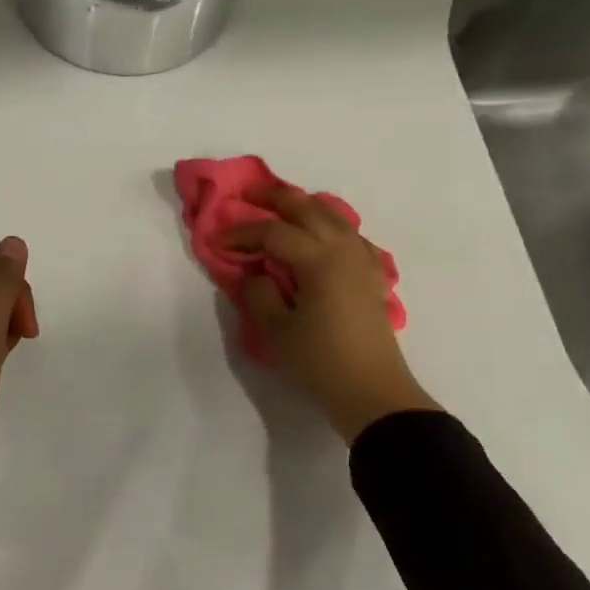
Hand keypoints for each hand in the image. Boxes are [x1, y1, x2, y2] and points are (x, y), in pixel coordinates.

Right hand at [226, 190, 437, 442]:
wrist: (372, 392)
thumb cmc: (320, 362)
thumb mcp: (276, 331)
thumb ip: (259, 294)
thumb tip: (256, 273)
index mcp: (319, 260)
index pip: (273, 232)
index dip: (242, 233)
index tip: (216, 241)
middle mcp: (344, 250)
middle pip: (308, 208)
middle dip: (275, 199)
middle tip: (247, 197)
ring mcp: (362, 260)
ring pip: (333, 216)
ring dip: (303, 207)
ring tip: (280, 210)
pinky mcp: (371, 276)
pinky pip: (349, 235)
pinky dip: (328, 226)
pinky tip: (318, 238)